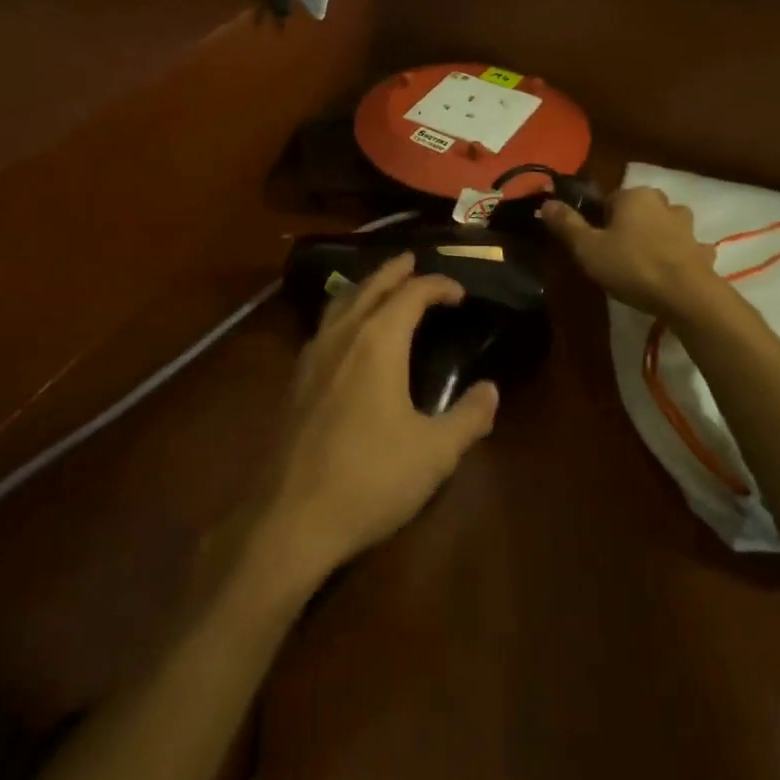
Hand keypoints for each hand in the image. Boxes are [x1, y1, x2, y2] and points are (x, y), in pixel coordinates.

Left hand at [254, 254, 499, 589]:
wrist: (289, 519)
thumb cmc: (370, 479)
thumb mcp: (434, 453)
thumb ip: (468, 417)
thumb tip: (491, 390)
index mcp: (378, 341)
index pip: (412, 294)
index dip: (438, 285)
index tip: (459, 291)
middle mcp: (342, 336)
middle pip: (370, 286)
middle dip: (394, 270)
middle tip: (413, 260)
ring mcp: (311, 356)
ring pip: (340, 302)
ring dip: (365, 286)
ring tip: (381, 286)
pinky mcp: (294, 380)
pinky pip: (324, 326)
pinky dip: (344, 312)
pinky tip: (348, 335)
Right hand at [540, 186, 720, 317]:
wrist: (687, 296)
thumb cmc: (632, 266)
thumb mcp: (588, 248)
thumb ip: (567, 224)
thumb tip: (546, 202)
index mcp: (634, 196)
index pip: (609, 199)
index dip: (598, 220)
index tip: (592, 243)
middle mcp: (664, 203)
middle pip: (638, 210)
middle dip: (628, 226)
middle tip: (614, 255)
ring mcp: (687, 227)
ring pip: (665, 226)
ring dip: (655, 238)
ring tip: (642, 264)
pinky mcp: (702, 251)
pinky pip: (686, 249)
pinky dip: (678, 256)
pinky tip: (670, 274)